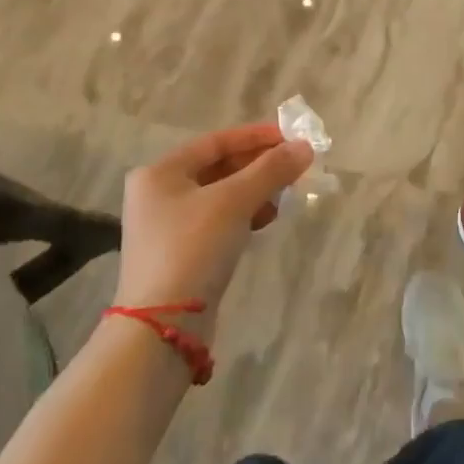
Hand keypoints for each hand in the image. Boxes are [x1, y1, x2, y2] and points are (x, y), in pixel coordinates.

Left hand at [115, 124, 313, 341]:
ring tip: (285, 195)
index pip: (216, 141)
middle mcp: (157, 194)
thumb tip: (305, 147)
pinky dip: (243, 215)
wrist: (162, 327)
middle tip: (295, 167)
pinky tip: (265, 220)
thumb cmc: (193, 248)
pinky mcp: (179, 254)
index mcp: (160, 172)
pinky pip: (217, 221)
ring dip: (254, 191)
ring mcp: (166, 227)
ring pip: (220, 196)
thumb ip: (271, 170)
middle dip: (258, 166)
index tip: (292, 137)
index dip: (256, 137)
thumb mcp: (235, 202)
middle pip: (217, 168)